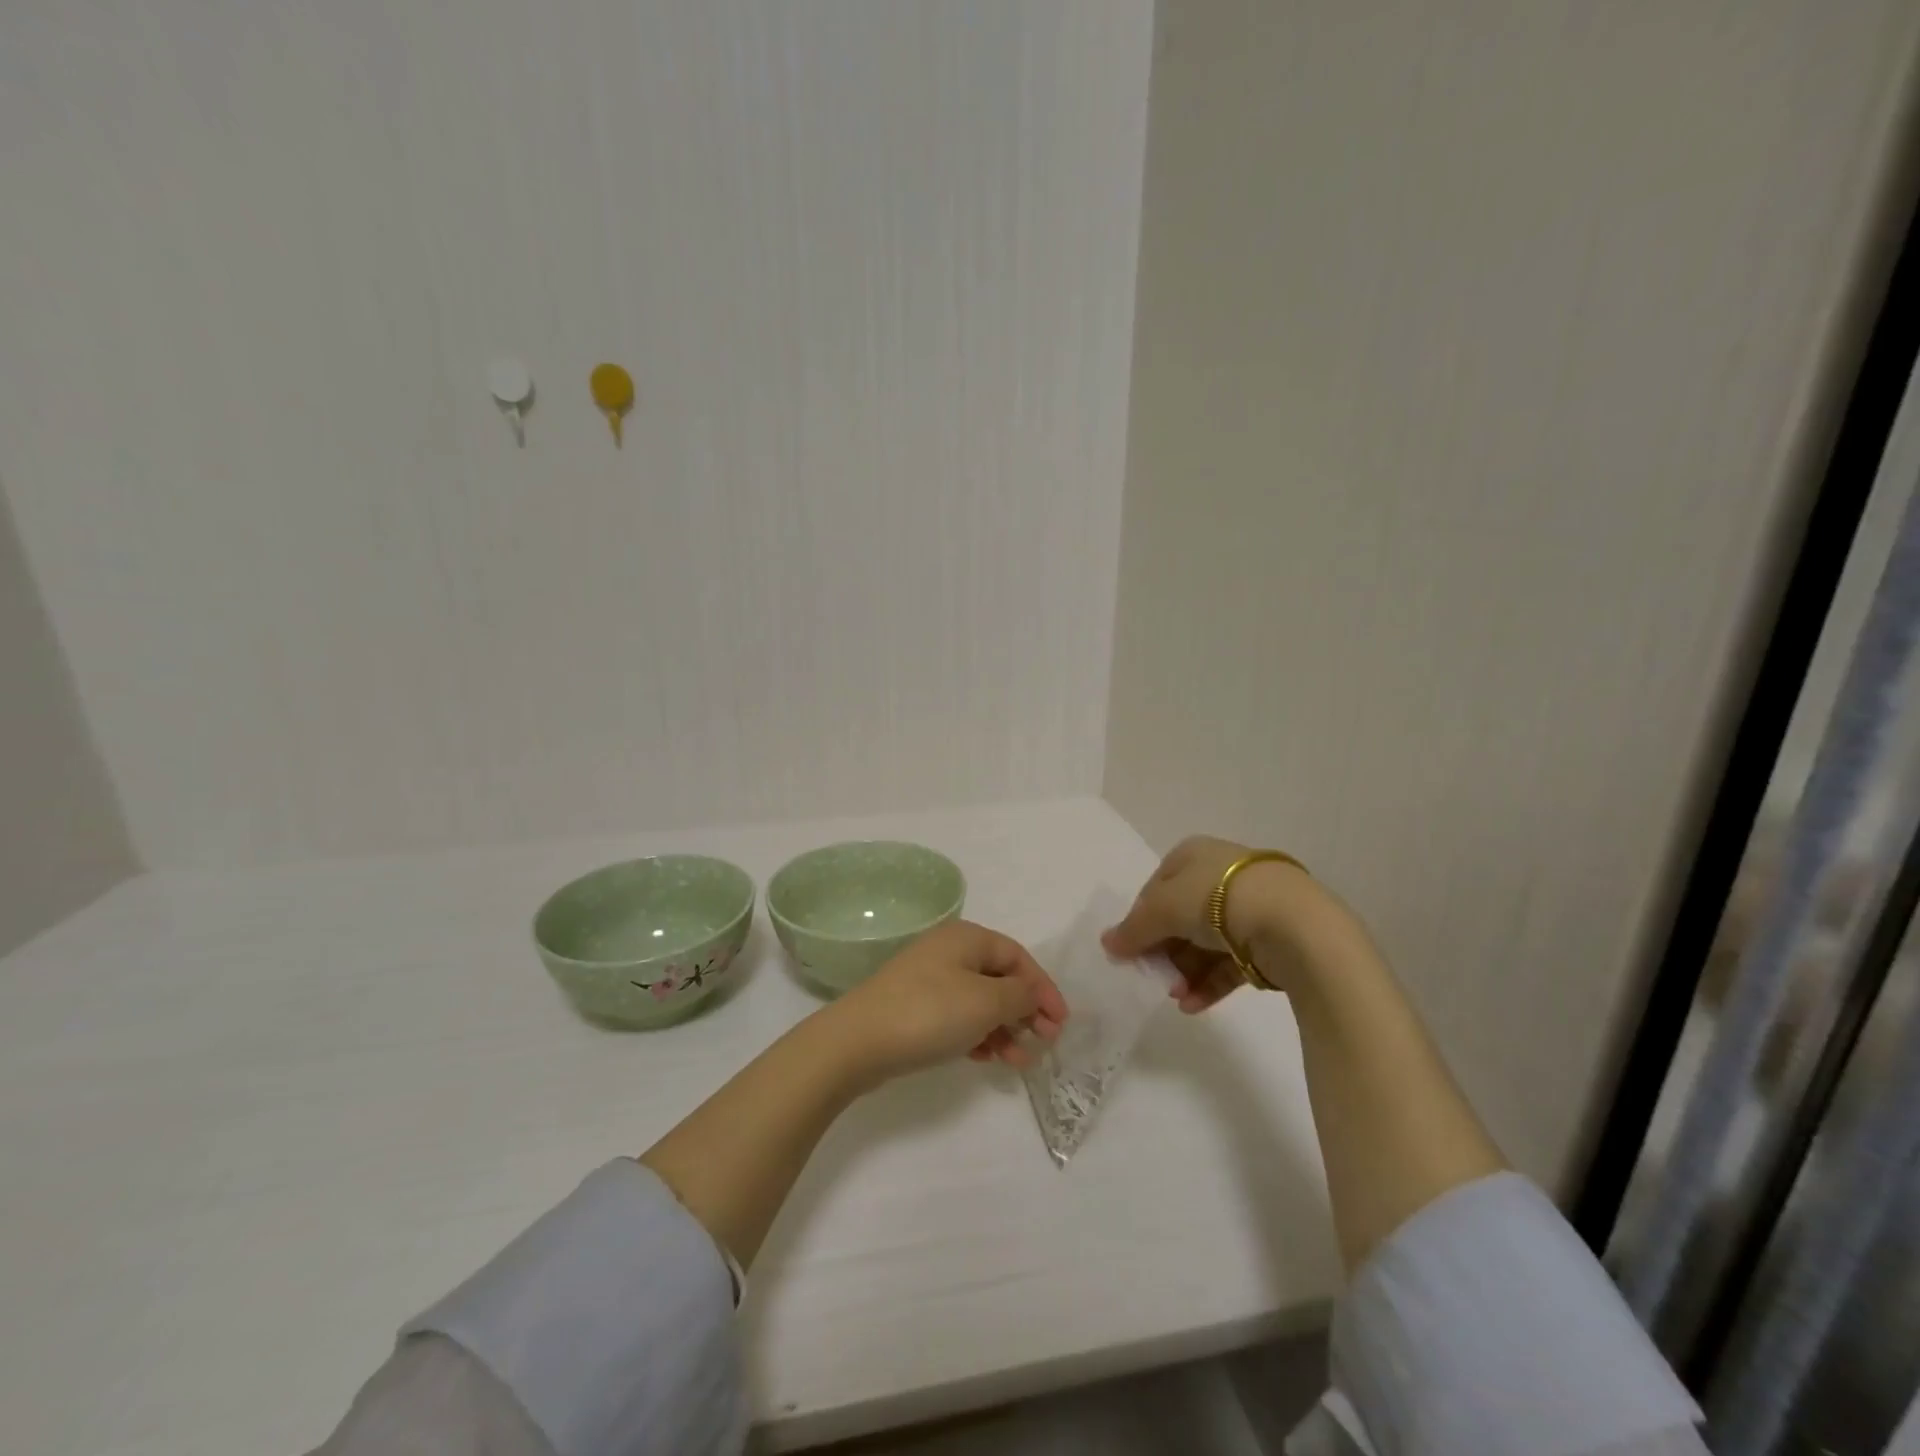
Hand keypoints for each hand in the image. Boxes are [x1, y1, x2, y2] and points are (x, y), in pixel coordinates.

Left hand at [827, 919, 1067, 1082]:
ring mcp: (929, 979)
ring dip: (1005, 1029)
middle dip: (1026, 1011)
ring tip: (1018, 1061)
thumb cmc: (930, 1012)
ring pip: (981, 1001)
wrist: (859, 1041)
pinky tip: (987, 1059)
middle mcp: (949, 951)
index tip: (1061, 1023)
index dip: (1043, 988)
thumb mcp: (986, 1002)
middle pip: (1000, 978)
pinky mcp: (916, 1007)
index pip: (1018, 957)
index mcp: (967, 938)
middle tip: (1044, 1043)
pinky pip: (959, 1016)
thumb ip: (1020, 995)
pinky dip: (979, 1035)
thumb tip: (1032, 993)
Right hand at [1102, 835, 1323, 1010]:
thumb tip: (1107, 944)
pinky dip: (1209, 984)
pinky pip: (1230, 963)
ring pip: (1205, 943)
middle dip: (1164, 952)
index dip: (1140, 920)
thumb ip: (1133, 929)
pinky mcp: (1269, 940)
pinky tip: (1193, 1006)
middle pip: (1180, 918)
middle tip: (1153, 978)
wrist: (1292, 922)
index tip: (1130, 950)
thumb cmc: (1216, 899)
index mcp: (1192, 856)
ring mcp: (1248, 908)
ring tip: (1176, 997)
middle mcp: (1220, 876)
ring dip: (1185, 972)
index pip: (1156, 888)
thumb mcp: (1162, 909)